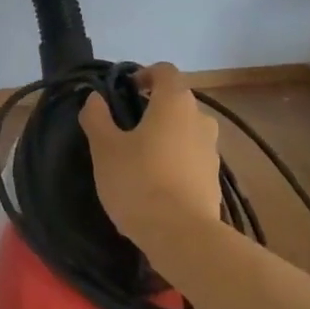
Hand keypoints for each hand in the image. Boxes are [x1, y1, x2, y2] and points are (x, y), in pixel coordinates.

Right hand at [79, 63, 221, 245]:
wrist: (182, 237)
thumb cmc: (139, 181)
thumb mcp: (105, 148)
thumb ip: (97, 117)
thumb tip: (95, 98)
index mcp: (175, 102)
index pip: (164, 70)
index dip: (144, 74)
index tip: (125, 91)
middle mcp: (200, 119)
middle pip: (176, 101)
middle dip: (152, 108)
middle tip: (125, 128)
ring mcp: (212, 150)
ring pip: (185, 130)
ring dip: (165, 136)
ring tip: (139, 158)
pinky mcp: (215, 180)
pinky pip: (191, 157)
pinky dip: (175, 161)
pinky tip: (155, 184)